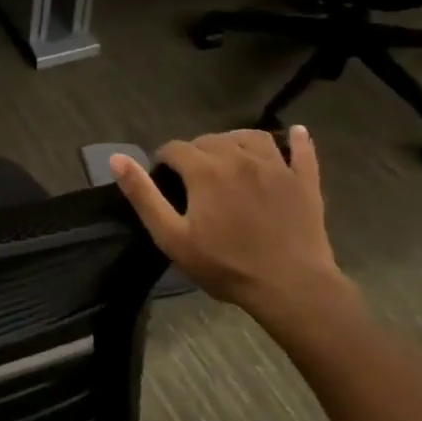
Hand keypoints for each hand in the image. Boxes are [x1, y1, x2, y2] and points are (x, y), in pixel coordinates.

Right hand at [110, 127, 348, 322]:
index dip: (164, 160)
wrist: (290, 286)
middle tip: (191, 177)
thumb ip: (143, 195)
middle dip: (195, 152)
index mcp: (206, 170)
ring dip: (234, 141)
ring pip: (251, 137)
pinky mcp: (304, 182)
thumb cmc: (224, 265)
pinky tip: (295, 134)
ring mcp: (277, 167)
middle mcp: (240, 158)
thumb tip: (117, 158)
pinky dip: (297, 140)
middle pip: (211, 140)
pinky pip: (302, 151)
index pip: (176, 148)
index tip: (162, 178)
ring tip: (227, 157)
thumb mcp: (171, 236)